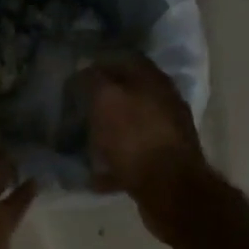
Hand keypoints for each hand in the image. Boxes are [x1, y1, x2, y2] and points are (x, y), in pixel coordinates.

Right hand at [78, 56, 208, 214]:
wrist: (170, 189)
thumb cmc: (136, 138)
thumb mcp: (107, 101)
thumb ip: (95, 81)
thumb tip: (86, 69)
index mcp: (154, 81)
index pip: (127, 60)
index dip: (101, 64)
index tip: (77, 75)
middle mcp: (165, 102)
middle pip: (130, 94)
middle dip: (104, 101)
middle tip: (77, 109)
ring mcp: (166, 133)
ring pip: (132, 126)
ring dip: (109, 132)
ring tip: (83, 140)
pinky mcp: (163, 163)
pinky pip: (133, 157)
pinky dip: (115, 164)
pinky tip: (94, 174)